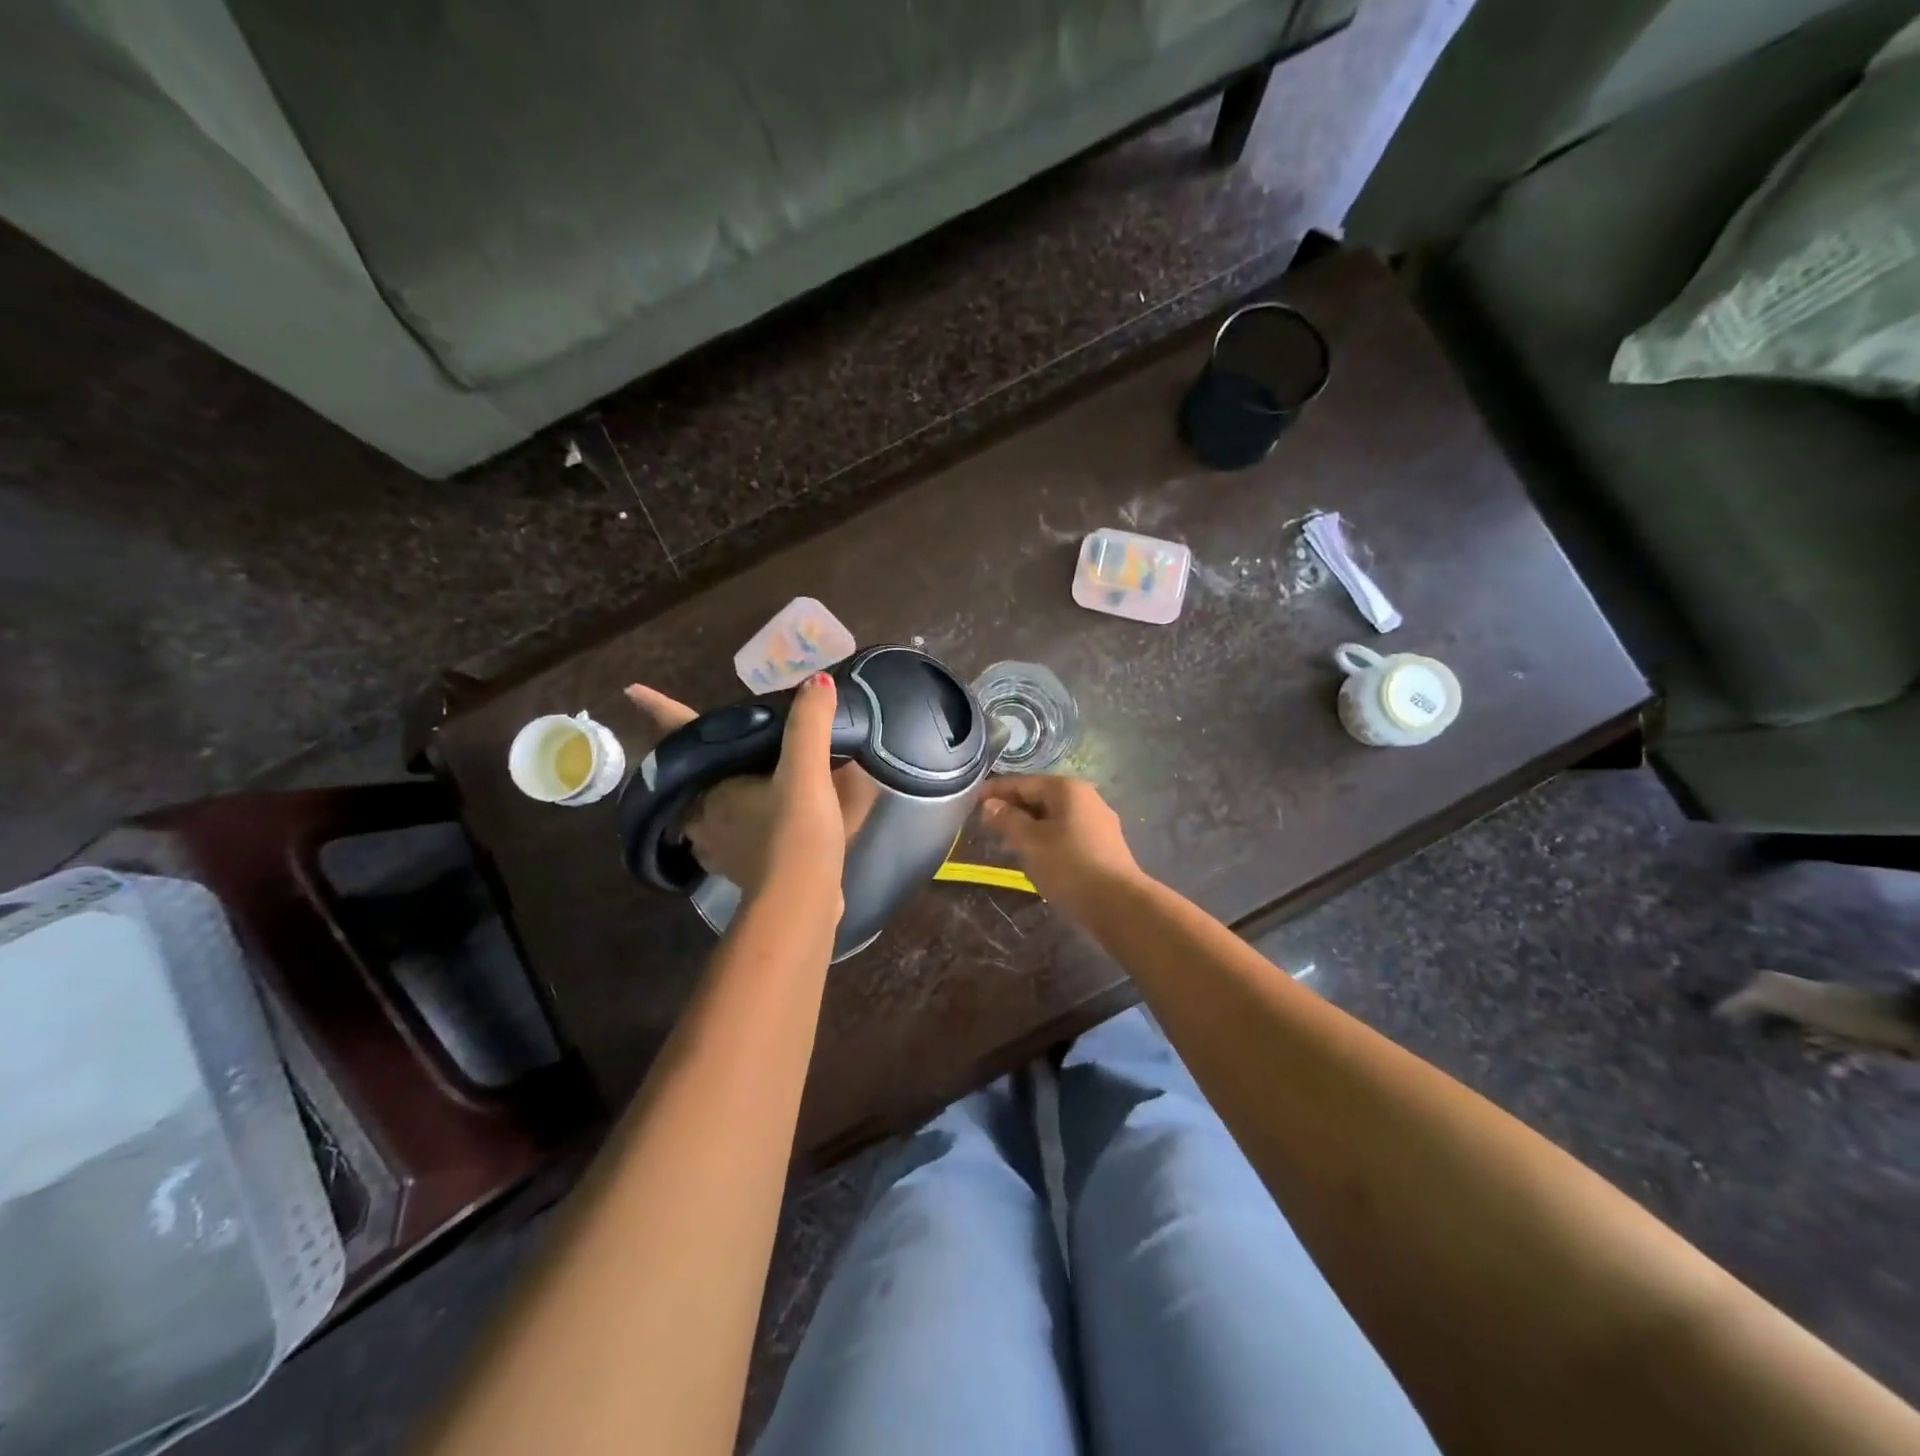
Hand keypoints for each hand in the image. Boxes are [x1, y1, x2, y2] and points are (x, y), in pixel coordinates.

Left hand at [624, 677, 870, 897]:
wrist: (801, 903)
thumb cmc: (794, 836)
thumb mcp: (806, 773)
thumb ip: (810, 725)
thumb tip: (817, 682)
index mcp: (711, 788)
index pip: (680, 737)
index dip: (659, 710)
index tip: (632, 691)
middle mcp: (704, 817)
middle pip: (688, 778)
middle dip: (691, 759)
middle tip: (706, 739)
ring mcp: (720, 847)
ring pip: (706, 810)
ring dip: (715, 793)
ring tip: (732, 776)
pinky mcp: (743, 869)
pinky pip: (732, 836)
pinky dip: (740, 822)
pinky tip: (762, 817)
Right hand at [978, 775, 1143, 915]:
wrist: (1118, 904)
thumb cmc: (1069, 866)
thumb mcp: (1030, 842)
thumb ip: (1007, 820)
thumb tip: (990, 805)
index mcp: (1067, 789)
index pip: (1023, 783)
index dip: (996, 791)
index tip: (972, 801)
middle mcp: (1085, 798)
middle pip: (1040, 797)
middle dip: (1012, 809)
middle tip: (986, 824)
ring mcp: (1097, 821)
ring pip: (1053, 817)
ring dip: (1028, 826)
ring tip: (1005, 842)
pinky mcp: (1103, 845)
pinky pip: (1066, 833)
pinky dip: (1046, 838)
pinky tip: (1034, 856)